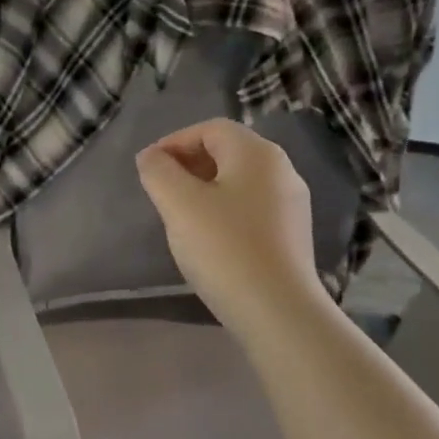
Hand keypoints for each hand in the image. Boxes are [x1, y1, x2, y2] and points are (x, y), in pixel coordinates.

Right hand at [135, 118, 328, 335]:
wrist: (276, 310)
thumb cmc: (223, 247)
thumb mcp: (178, 204)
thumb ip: (158, 172)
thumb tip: (151, 157)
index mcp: (257, 154)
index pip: (210, 129)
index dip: (174, 141)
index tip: (148, 168)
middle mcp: (281, 170)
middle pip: (227, 152)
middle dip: (188, 164)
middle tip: (159, 190)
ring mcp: (290, 204)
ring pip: (238, 181)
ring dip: (204, 188)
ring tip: (179, 215)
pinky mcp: (290, 234)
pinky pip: (250, 207)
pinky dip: (223, 210)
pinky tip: (208, 238)